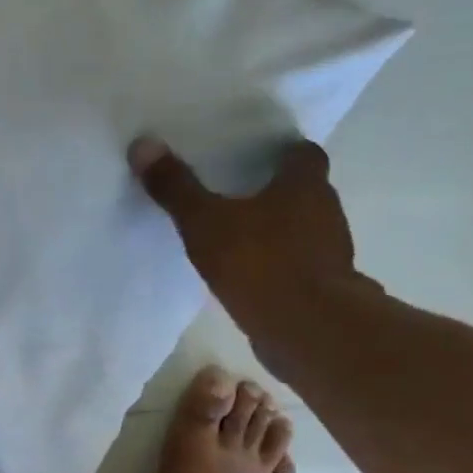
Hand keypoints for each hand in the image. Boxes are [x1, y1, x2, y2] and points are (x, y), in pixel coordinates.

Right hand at [130, 136, 366, 364]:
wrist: (307, 328)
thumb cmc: (259, 262)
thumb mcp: (205, 222)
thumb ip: (176, 188)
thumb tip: (143, 144)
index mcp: (305, 184)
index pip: (302, 153)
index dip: (280, 152)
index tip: (253, 157)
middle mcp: (326, 210)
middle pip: (304, 190)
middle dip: (275, 191)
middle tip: (235, 193)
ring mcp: (329, 252)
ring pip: (303, 229)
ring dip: (278, 230)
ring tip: (238, 236)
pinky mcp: (323, 287)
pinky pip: (298, 265)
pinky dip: (278, 264)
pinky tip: (249, 276)